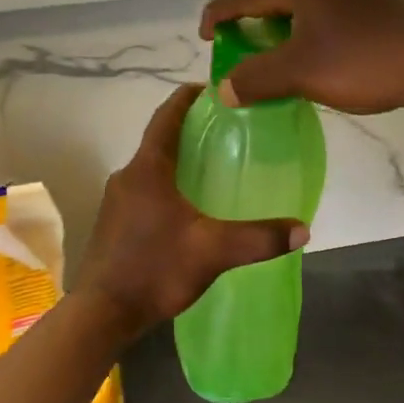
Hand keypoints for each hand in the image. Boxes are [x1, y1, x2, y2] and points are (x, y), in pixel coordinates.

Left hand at [74, 85, 310, 336]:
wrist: (102, 313)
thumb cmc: (154, 269)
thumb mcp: (212, 252)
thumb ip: (258, 238)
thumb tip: (302, 230)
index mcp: (147, 169)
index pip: (166, 117)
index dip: (187, 98)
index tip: (211, 89)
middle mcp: (126, 177)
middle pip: (160, 142)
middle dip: (190, 133)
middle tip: (227, 133)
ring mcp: (116, 202)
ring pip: (152, 169)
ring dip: (178, 163)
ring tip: (214, 169)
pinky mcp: (114, 224)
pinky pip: (145, 192)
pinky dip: (168, 188)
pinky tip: (190, 210)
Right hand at [200, 0, 403, 113]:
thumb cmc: (363, 60)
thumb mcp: (300, 73)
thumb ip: (255, 78)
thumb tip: (225, 89)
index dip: (217, 17)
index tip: (206, 40)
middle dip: (249, 20)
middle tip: (238, 48)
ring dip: (280, 23)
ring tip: (272, 51)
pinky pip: (326, 4)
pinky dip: (308, 24)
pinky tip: (313, 48)